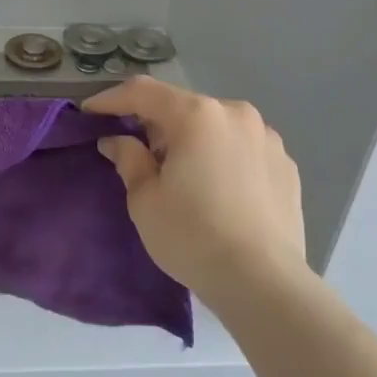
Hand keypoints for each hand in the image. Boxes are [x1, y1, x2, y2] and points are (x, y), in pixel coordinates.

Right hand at [85, 77, 309, 304]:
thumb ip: (128, 159)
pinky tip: (219, 191)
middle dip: (156, 125)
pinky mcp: (286, 164)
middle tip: (137, 154)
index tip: (90, 113)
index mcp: (197, 115)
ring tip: (183, 176)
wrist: (264, 283)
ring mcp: (267, 137)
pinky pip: (243, 149)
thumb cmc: (193, 236)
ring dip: (193, 141)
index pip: (143, 92)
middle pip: (183, 108)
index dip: (111, 99)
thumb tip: (117, 140)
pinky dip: (223, 158)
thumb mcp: (145, 200)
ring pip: (216, 127)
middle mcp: (235, 113)